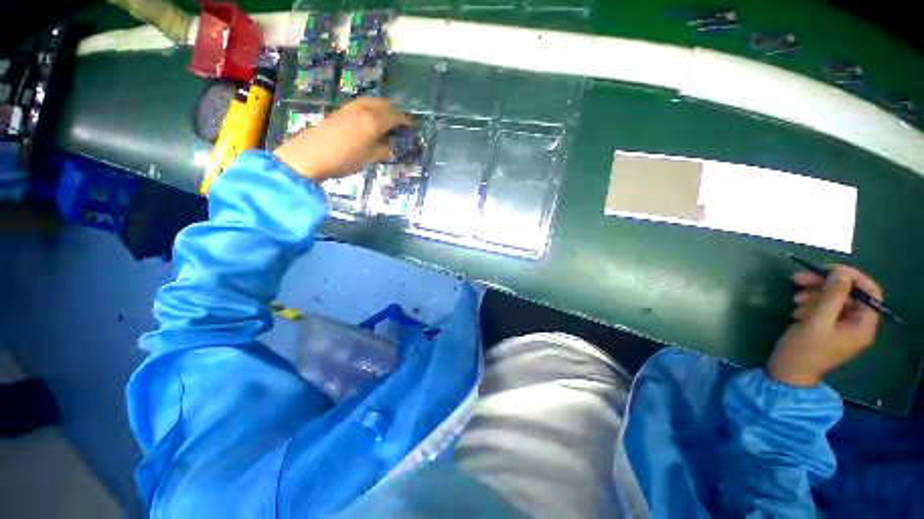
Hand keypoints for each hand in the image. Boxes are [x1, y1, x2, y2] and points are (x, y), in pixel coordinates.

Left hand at [273, 98, 410, 181]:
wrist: (310, 155)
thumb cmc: (344, 160)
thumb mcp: (369, 159)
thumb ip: (382, 150)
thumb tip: (389, 145)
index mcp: (374, 122)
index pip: (395, 117)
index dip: (405, 121)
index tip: (411, 125)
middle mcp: (364, 110)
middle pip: (384, 104)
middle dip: (394, 111)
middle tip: (399, 123)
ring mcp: (350, 108)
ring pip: (372, 101)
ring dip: (382, 108)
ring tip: (386, 120)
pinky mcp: (340, 110)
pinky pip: (362, 104)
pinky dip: (371, 109)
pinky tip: (369, 119)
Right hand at [767, 265, 882, 385]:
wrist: (787, 372)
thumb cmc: (804, 350)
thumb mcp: (816, 322)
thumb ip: (832, 296)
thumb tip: (841, 272)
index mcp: (862, 325)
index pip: (869, 292)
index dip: (852, 277)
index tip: (827, 269)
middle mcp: (856, 324)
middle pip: (848, 294)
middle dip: (825, 284)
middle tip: (799, 279)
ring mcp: (841, 326)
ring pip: (833, 299)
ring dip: (814, 294)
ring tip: (794, 299)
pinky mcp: (827, 327)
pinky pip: (824, 308)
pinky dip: (810, 303)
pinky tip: (796, 309)